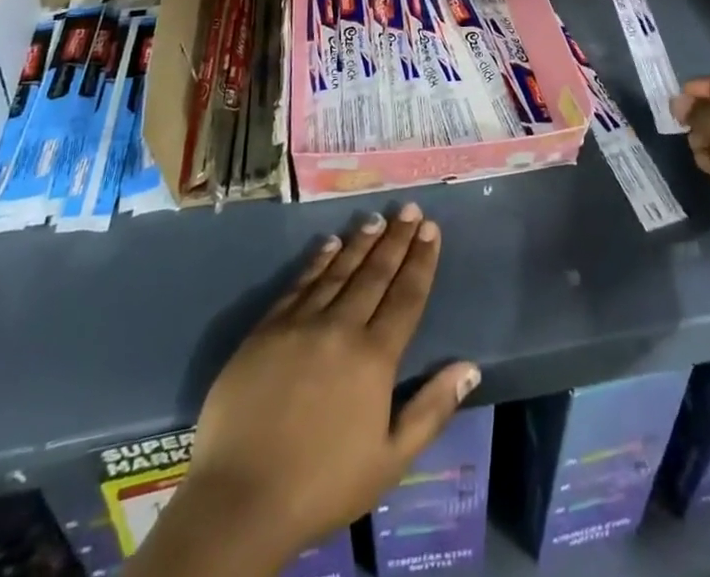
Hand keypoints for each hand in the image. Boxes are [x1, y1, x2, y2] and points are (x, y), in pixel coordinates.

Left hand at [183, 205, 481, 561]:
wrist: (239, 499)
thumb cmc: (322, 486)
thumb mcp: (390, 461)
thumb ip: (431, 410)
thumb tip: (470, 367)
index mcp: (374, 357)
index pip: (406, 296)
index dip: (421, 260)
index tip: (431, 228)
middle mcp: (341, 327)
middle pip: (375, 274)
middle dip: (396, 239)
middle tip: (409, 209)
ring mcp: (301, 324)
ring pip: (338, 271)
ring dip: (360, 242)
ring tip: (376, 219)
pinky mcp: (267, 329)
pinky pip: (300, 283)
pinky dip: (317, 261)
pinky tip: (328, 244)